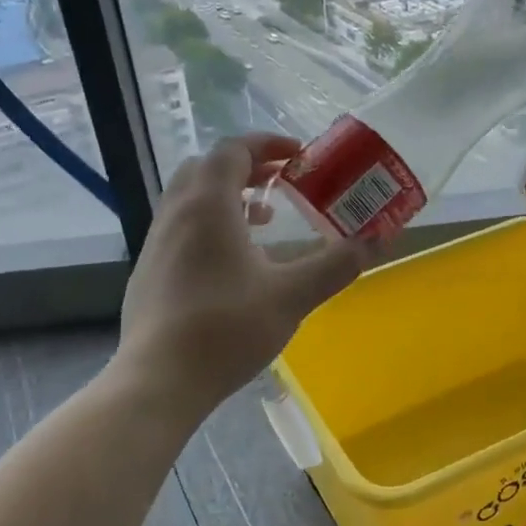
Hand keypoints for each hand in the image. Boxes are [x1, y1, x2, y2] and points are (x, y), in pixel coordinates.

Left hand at [119, 134, 371, 419]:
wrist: (158, 381)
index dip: (268, 145)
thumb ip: (336, 264)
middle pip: (208, 167)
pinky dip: (210, 223)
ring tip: (265, 219)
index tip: (300, 157)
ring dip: (228, 196)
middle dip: (247, 166)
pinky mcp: (149, 270)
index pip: (233, 150)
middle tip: (282, 182)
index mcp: (208, 206)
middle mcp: (176, 213)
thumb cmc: (226, 329)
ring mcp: (156, 242)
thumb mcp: (292, 296)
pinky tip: (234, 262)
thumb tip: (377, 240)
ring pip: (191, 198)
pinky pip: (181, 226)